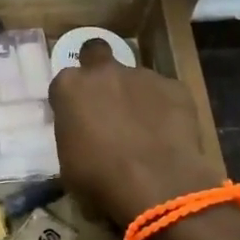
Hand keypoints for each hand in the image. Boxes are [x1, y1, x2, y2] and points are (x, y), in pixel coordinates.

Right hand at [49, 42, 222, 227]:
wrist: (156, 185)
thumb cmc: (99, 179)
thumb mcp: (68, 161)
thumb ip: (74, 133)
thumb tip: (84, 134)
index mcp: (70, 87)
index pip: (64, 83)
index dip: (72, 99)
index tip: (77, 118)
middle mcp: (104, 71)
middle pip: (96, 54)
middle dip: (99, 70)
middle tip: (106, 100)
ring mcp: (142, 75)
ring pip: (135, 77)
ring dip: (135, 95)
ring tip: (144, 128)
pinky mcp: (176, 87)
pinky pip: (166, 93)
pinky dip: (166, 107)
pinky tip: (168, 133)